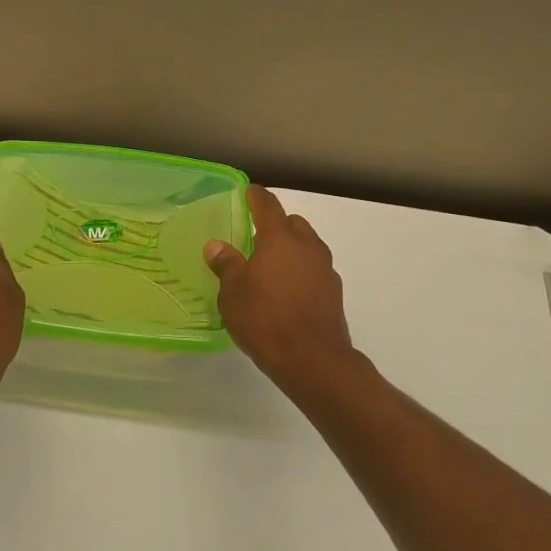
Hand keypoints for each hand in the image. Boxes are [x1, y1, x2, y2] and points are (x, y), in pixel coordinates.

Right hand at [205, 185, 362, 398]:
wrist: (312, 359)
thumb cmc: (265, 319)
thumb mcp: (233, 293)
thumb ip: (226, 265)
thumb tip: (216, 245)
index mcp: (279, 239)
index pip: (268, 205)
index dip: (256, 196)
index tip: (248, 192)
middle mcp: (306, 246)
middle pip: (293, 223)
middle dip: (277, 225)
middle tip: (256, 238)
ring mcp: (325, 269)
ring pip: (307, 246)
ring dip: (291, 249)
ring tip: (271, 268)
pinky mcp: (334, 292)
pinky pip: (314, 270)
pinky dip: (301, 271)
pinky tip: (287, 291)